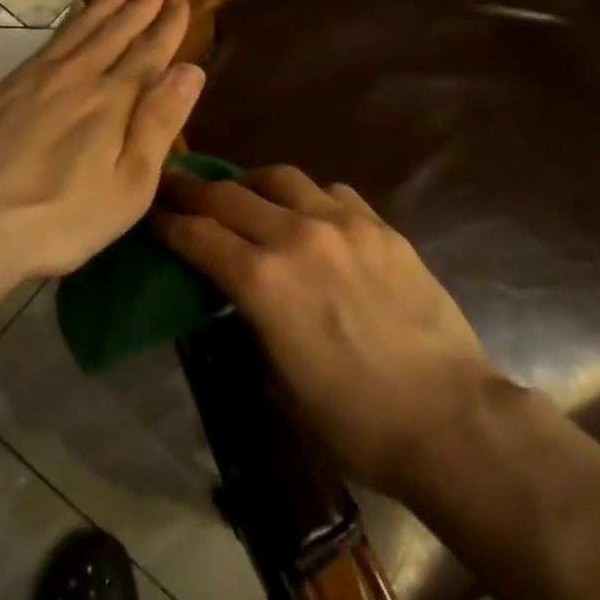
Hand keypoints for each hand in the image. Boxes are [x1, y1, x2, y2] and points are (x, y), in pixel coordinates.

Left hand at [0, 0, 204, 280]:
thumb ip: (159, 123)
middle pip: (115, 29)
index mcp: (113, 101)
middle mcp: (77, 77)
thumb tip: (189, 70)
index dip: (167, 24)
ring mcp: (35, 78)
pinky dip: (68, 20)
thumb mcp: (129, 186)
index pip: (149, 52)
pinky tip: (74, 13)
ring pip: (80, 27)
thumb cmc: (60, 217)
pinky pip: (48, 40)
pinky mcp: (3, 88)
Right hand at [152, 166, 497, 493]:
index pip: (198, 235)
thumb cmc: (355, 421)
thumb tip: (244, 299)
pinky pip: (332, 193)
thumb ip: (252, 325)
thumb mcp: (279, 382)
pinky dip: (307, 197)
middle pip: (230, 195)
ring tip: (242, 192)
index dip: (167, 221)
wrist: (448, 417)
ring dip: (250, 183)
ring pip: (281, 179)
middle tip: (175, 184)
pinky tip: (309, 214)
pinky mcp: (382, 227)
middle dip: (193, 189)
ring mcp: (345, 225)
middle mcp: (297, 237)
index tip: (151, 210)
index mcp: (262, 282)